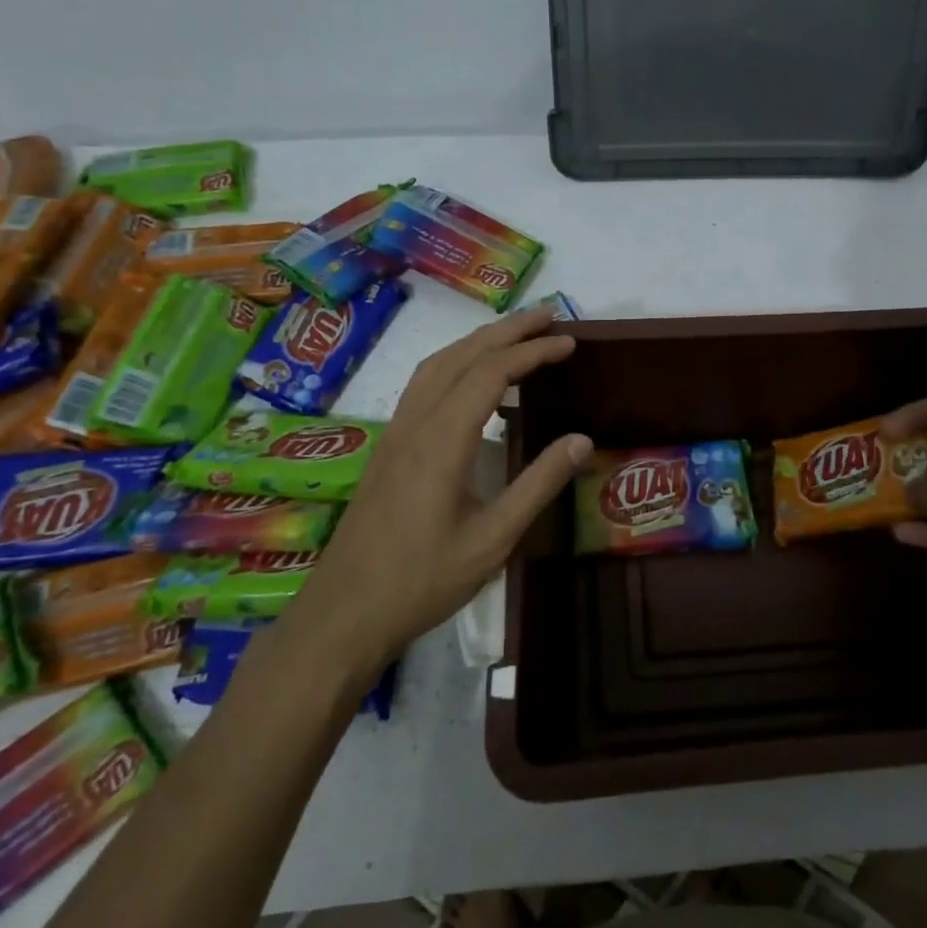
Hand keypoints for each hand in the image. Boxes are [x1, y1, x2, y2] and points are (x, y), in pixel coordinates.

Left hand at [297, 306, 591, 656]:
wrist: (344, 613)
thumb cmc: (422, 581)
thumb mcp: (492, 540)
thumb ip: (538, 485)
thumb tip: (582, 440)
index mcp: (442, 441)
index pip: (491, 373)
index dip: (533, 351)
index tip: (569, 342)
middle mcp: (414, 424)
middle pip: (461, 355)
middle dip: (507, 329)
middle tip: (549, 314)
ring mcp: (395, 434)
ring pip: (436, 365)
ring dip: (478, 341)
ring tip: (517, 335)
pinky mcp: (388, 448)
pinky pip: (424, 385)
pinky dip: (457, 364)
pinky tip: (474, 382)